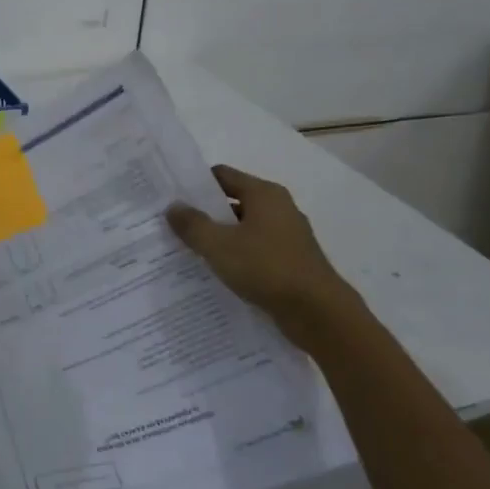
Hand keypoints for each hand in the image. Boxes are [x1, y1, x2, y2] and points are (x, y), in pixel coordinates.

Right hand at [166, 165, 365, 348]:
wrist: (318, 313)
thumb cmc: (266, 268)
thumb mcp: (219, 246)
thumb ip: (192, 224)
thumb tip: (173, 207)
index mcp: (264, 194)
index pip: (222, 175)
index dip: (195, 184)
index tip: (171, 197)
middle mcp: (279, 208)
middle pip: (233, 201)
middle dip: (205, 213)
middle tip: (175, 226)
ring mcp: (288, 235)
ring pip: (244, 228)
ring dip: (221, 237)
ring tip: (191, 252)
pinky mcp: (292, 261)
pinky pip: (257, 250)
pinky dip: (238, 256)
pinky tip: (220, 273)